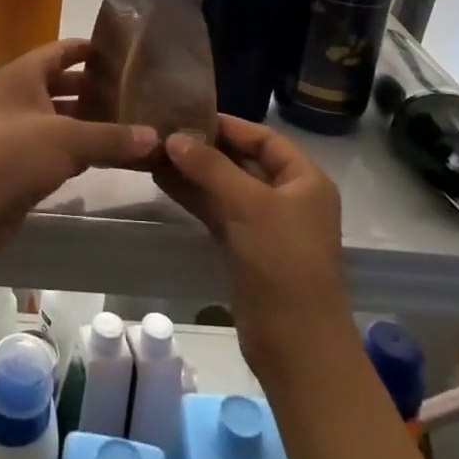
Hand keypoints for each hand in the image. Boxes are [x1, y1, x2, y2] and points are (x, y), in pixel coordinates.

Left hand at [0, 39, 157, 273]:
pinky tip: (104, 158)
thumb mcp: (68, 139)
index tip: (123, 52)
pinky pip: (53, 149)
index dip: (89, 49)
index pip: (61, 50)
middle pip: (60, 84)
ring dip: (87, 122)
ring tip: (128, 123)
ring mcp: (13, 132)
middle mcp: (17, 97)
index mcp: (23, 75)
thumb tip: (156, 137)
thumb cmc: (12, 154)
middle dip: (93, 88)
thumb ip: (112, 137)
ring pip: (58, 119)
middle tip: (133, 91)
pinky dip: (76, 151)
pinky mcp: (15, 165)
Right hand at [156, 116, 347, 378]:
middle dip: (205, 148)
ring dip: (194, 172)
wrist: (296, 346)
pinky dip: (194, 197)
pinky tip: (163, 182)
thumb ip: (210, 167)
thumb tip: (174, 137)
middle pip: (243, 161)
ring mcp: (266, 225)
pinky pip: (218, 212)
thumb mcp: (248, 205)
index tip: (189, 113)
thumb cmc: (282, 262)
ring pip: (226, 187)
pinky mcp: (246, 249)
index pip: (264, 138)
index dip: (228, 125)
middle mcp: (288, 197)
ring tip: (154, 153)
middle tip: (164, 131)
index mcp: (304, 180)